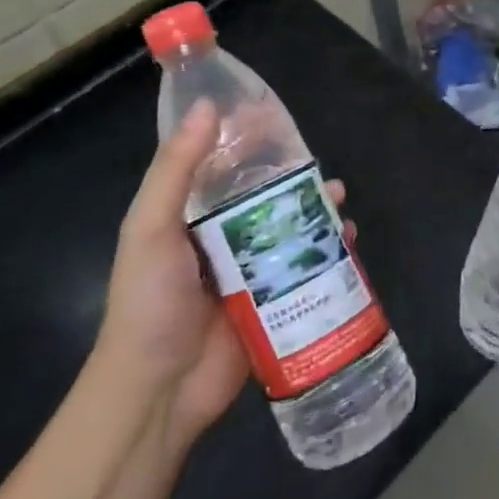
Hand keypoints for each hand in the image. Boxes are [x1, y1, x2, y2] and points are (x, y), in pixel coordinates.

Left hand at [97, 102, 353, 445]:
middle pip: (262, 193)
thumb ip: (175, 170)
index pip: (219, 164)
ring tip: (338, 195)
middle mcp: (222, 237)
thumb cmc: (150, 303)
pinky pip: (307, 265)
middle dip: (289, 172)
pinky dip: (330, 248)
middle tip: (316, 158)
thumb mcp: (150, 228)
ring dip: (315, 207)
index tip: (269, 111)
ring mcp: (251, 270)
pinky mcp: (275, 300)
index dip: (243, 136)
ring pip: (290, 225)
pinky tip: (348, 237)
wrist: (159, 391)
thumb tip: (206, 107)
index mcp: (188, 216)